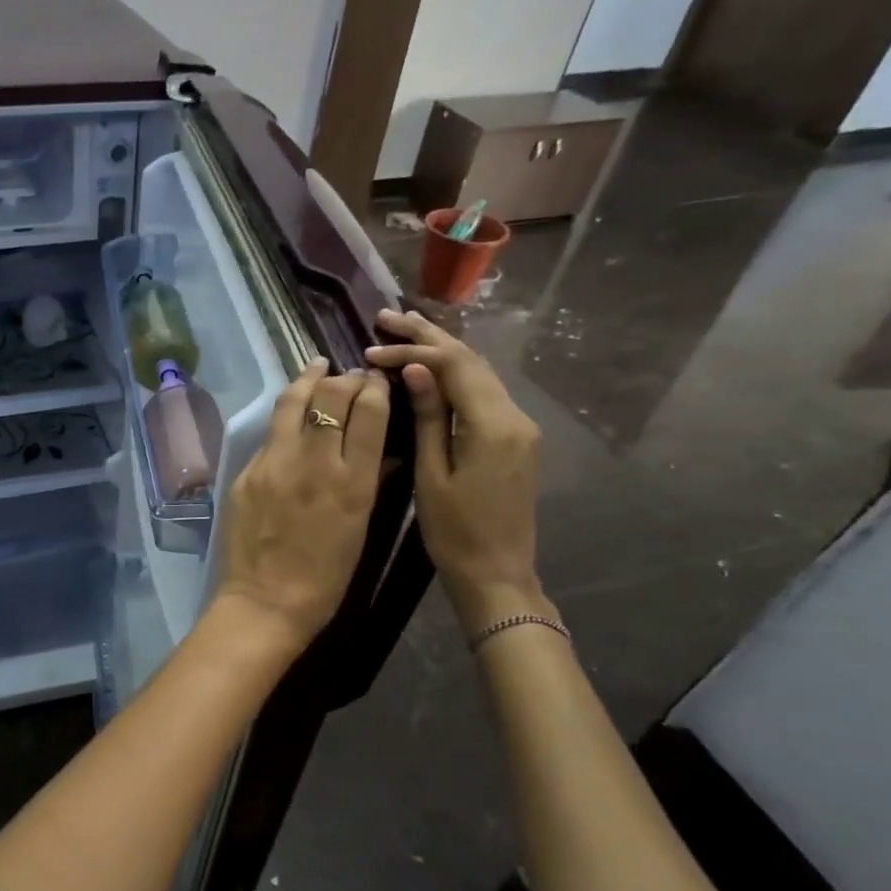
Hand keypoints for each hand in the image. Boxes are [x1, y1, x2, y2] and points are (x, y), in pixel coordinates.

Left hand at [212, 358, 389, 657]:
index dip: (375, 388)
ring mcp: (275, 463)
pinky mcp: (247, 472)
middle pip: (332, 397)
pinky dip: (285, 418)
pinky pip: (270, 435)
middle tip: (349, 375)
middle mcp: (315, 462)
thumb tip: (381, 450)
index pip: (370, 412)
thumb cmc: (325, 578)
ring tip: (317, 366)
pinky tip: (290, 414)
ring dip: (309, 379)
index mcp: (354, 481)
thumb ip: (369, 482)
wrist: (266, 602)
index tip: (376, 379)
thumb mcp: (360, 528)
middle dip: (345, 379)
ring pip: (293, 403)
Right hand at [365, 310, 546, 631]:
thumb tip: (417, 370)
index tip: (371, 349)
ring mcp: (519, 427)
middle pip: (471, 361)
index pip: (454, 367)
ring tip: (405, 330)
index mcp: (494, 425)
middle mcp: (515, 416)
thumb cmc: (455, 532)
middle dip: (429, 336)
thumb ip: (429, 418)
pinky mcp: (514, 439)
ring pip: (479, 374)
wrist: (497, 574)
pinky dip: (454, 374)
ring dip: (442, 350)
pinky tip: (432, 367)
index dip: (413, 352)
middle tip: (387, 315)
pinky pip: (482, 394)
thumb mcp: (432, 475)